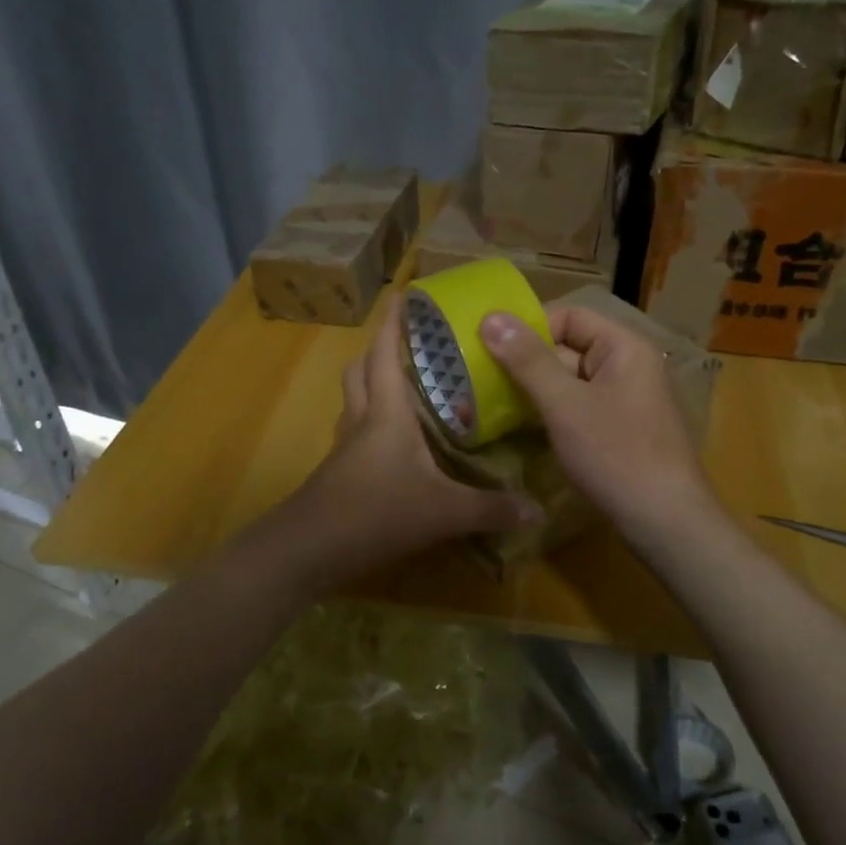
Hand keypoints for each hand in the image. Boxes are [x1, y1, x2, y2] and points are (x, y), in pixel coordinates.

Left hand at [284, 295, 541, 589]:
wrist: (308, 550)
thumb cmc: (375, 513)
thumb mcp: (442, 511)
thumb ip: (490, 509)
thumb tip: (537, 510)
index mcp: (386, 413)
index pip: (383, 353)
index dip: (392, 322)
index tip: (403, 295)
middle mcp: (361, 420)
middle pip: (360, 370)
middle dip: (379, 350)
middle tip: (411, 346)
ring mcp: (345, 448)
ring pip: (353, 400)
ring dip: (372, 384)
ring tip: (406, 387)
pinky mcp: (338, 472)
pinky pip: (355, 432)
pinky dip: (371, 423)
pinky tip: (395, 445)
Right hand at [480, 303, 714, 546]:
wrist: (664, 521)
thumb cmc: (615, 454)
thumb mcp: (564, 404)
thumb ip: (527, 360)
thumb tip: (490, 317)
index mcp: (624, 347)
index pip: (571, 316)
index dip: (530, 327)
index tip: (490, 347)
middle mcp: (629, 365)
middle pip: (570, 347)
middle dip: (527, 361)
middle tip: (482, 376)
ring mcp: (626, 399)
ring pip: (571, 380)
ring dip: (536, 388)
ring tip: (493, 400)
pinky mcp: (620, 429)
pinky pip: (579, 406)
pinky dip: (552, 411)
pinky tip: (523, 426)